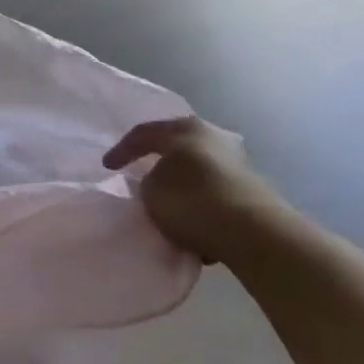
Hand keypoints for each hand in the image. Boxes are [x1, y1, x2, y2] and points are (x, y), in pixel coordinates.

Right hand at [103, 116, 289, 264]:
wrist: (255, 233)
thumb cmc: (193, 202)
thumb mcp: (151, 192)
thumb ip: (148, 183)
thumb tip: (158, 183)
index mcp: (184, 129)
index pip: (143, 133)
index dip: (122, 150)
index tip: (107, 167)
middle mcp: (213, 137)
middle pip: (176, 147)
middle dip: (158, 162)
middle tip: (141, 174)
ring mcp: (236, 162)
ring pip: (197, 172)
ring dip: (182, 186)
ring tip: (169, 206)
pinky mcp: (252, 190)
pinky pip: (214, 194)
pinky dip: (201, 205)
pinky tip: (195, 226)